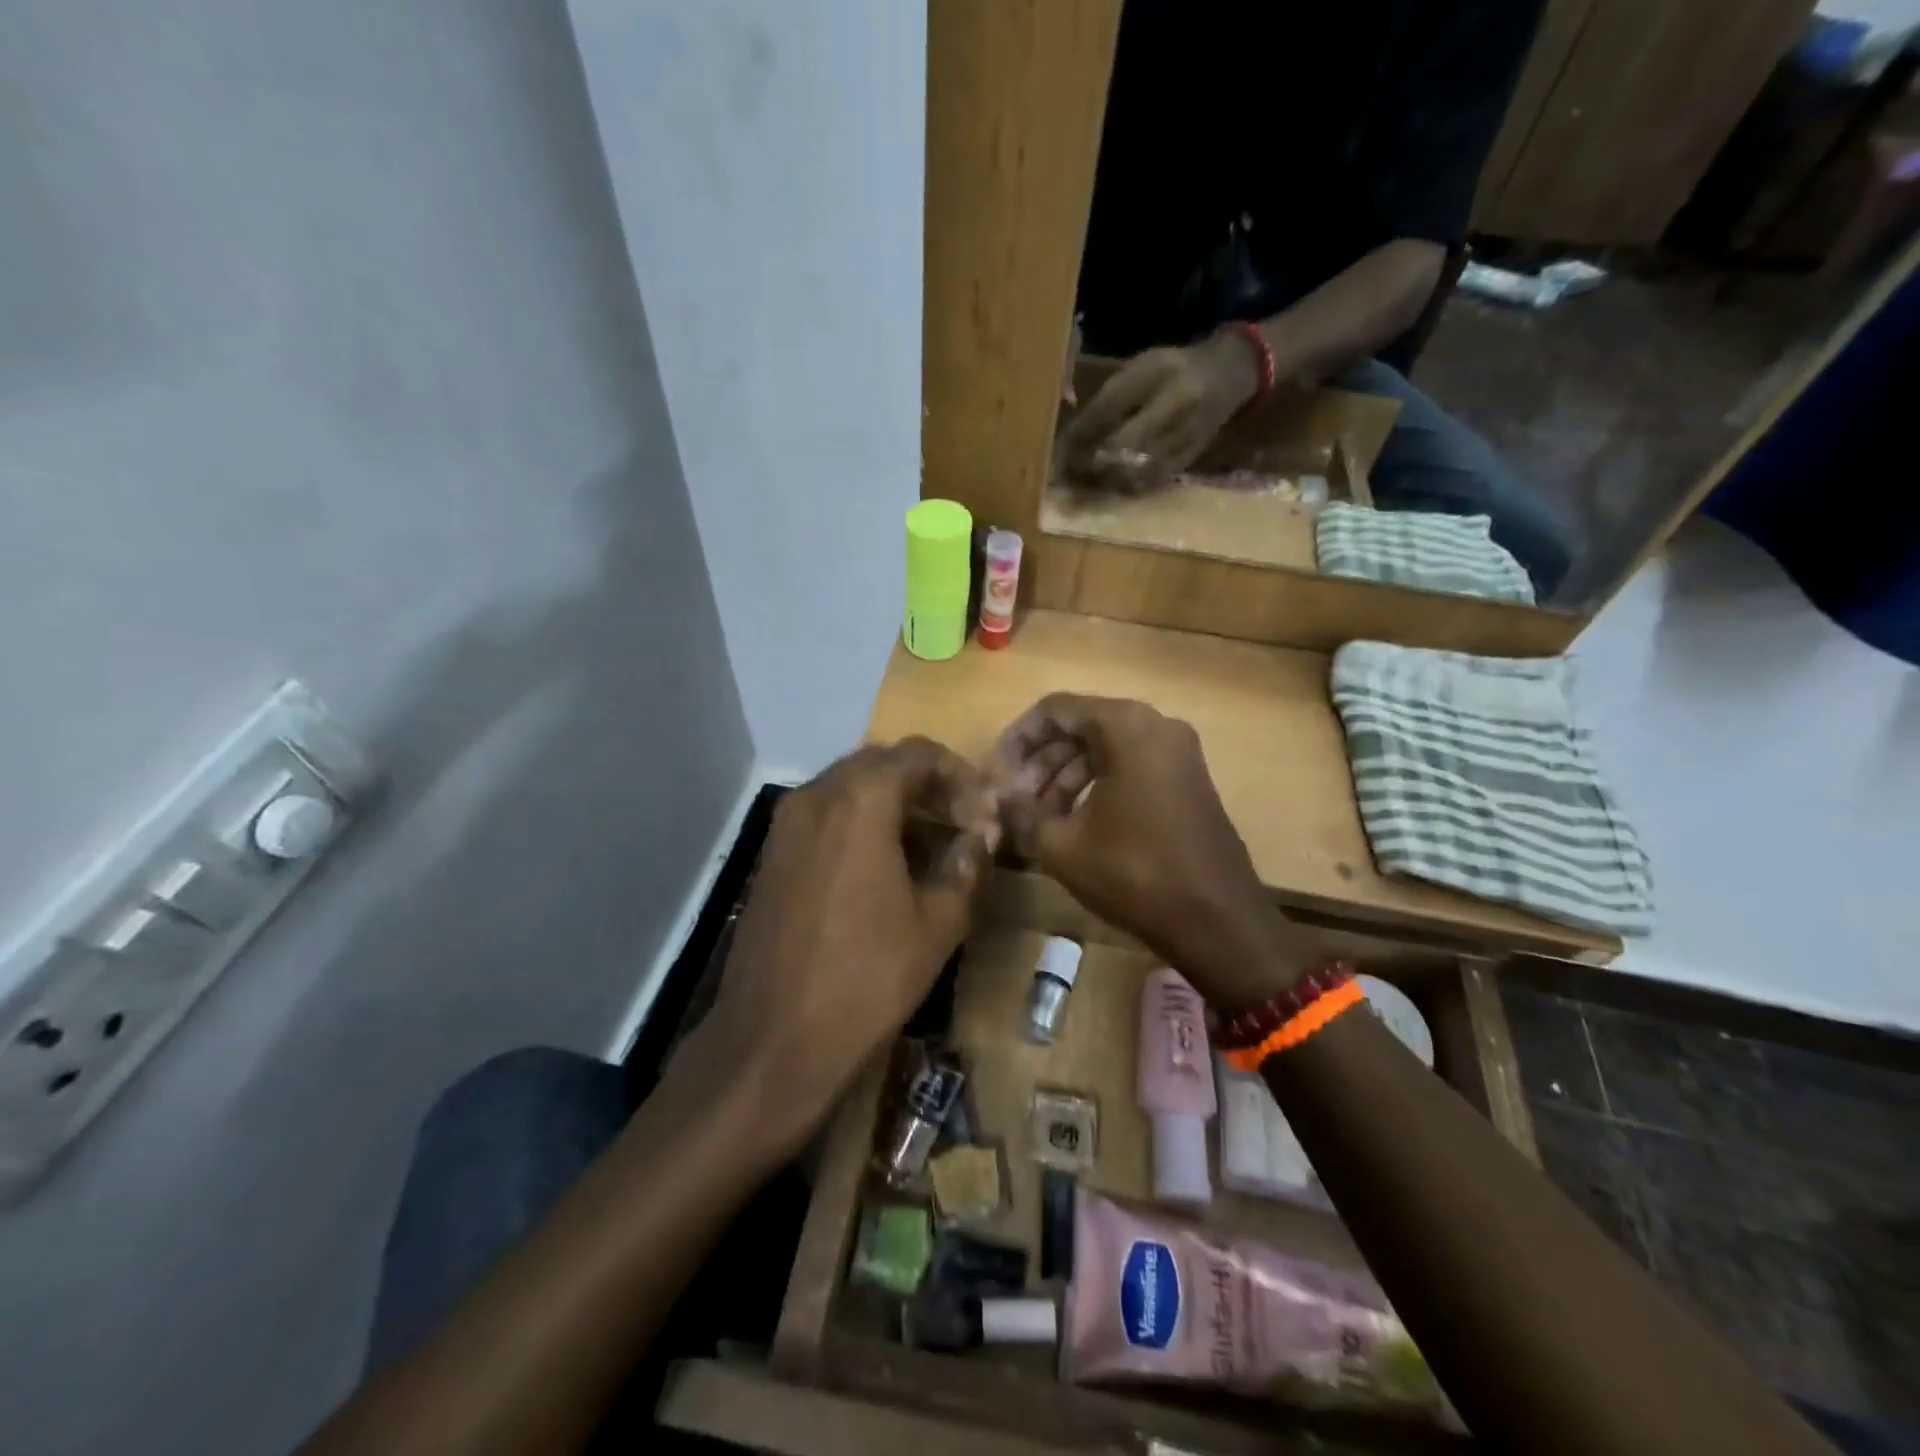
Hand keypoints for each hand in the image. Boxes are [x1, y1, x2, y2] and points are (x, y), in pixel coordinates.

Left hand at [702, 739, 998, 1148]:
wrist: (773, 1040)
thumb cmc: (867, 978)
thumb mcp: (937, 923)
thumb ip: (966, 864)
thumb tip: (981, 834)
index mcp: (860, 800)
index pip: (917, 754)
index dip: (957, 773)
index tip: (982, 809)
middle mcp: (816, 796)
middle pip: (880, 764)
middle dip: (925, 786)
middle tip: (960, 823)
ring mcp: (786, 824)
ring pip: (850, 789)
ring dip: (892, 804)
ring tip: (929, 846)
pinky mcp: (772, 854)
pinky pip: (825, 816)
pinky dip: (860, 823)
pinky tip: (884, 866)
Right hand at [990, 694, 1325, 1010]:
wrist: (1218, 921)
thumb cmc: (1135, 873)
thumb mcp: (1062, 845)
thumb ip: (1020, 812)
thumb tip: (995, 798)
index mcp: (1126, 726)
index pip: (1055, 710)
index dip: (1017, 739)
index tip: (994, 774)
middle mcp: (1156, 726)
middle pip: (1081, 728)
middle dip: (1039, 762)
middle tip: (1011, 800)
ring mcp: (1177, 754)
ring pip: (1104, 750)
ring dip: (1063, 778)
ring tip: (1033, 817)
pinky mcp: (1186, 782)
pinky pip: (1129, 768)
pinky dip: (1094, 787)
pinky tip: (1070, 822)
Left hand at [1058, 334, 1260, 492]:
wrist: (1228, 375)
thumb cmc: (1173, 369)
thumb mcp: (1140, 369)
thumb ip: (1110, 398)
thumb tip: (1074, 436)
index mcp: (1159, 371)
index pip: (1110, 407)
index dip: (1080, 432)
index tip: (1058, 449)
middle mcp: (1177, 403)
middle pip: (1122, 443)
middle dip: (1090, 461)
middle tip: (1067, 472)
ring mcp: (1187, 433)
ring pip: (1136, 467)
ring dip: (1105, 478)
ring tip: (1084, 482)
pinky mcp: (1190, 458)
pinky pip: (1152, 479)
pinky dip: (1127, 486)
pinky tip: (1111, 486)